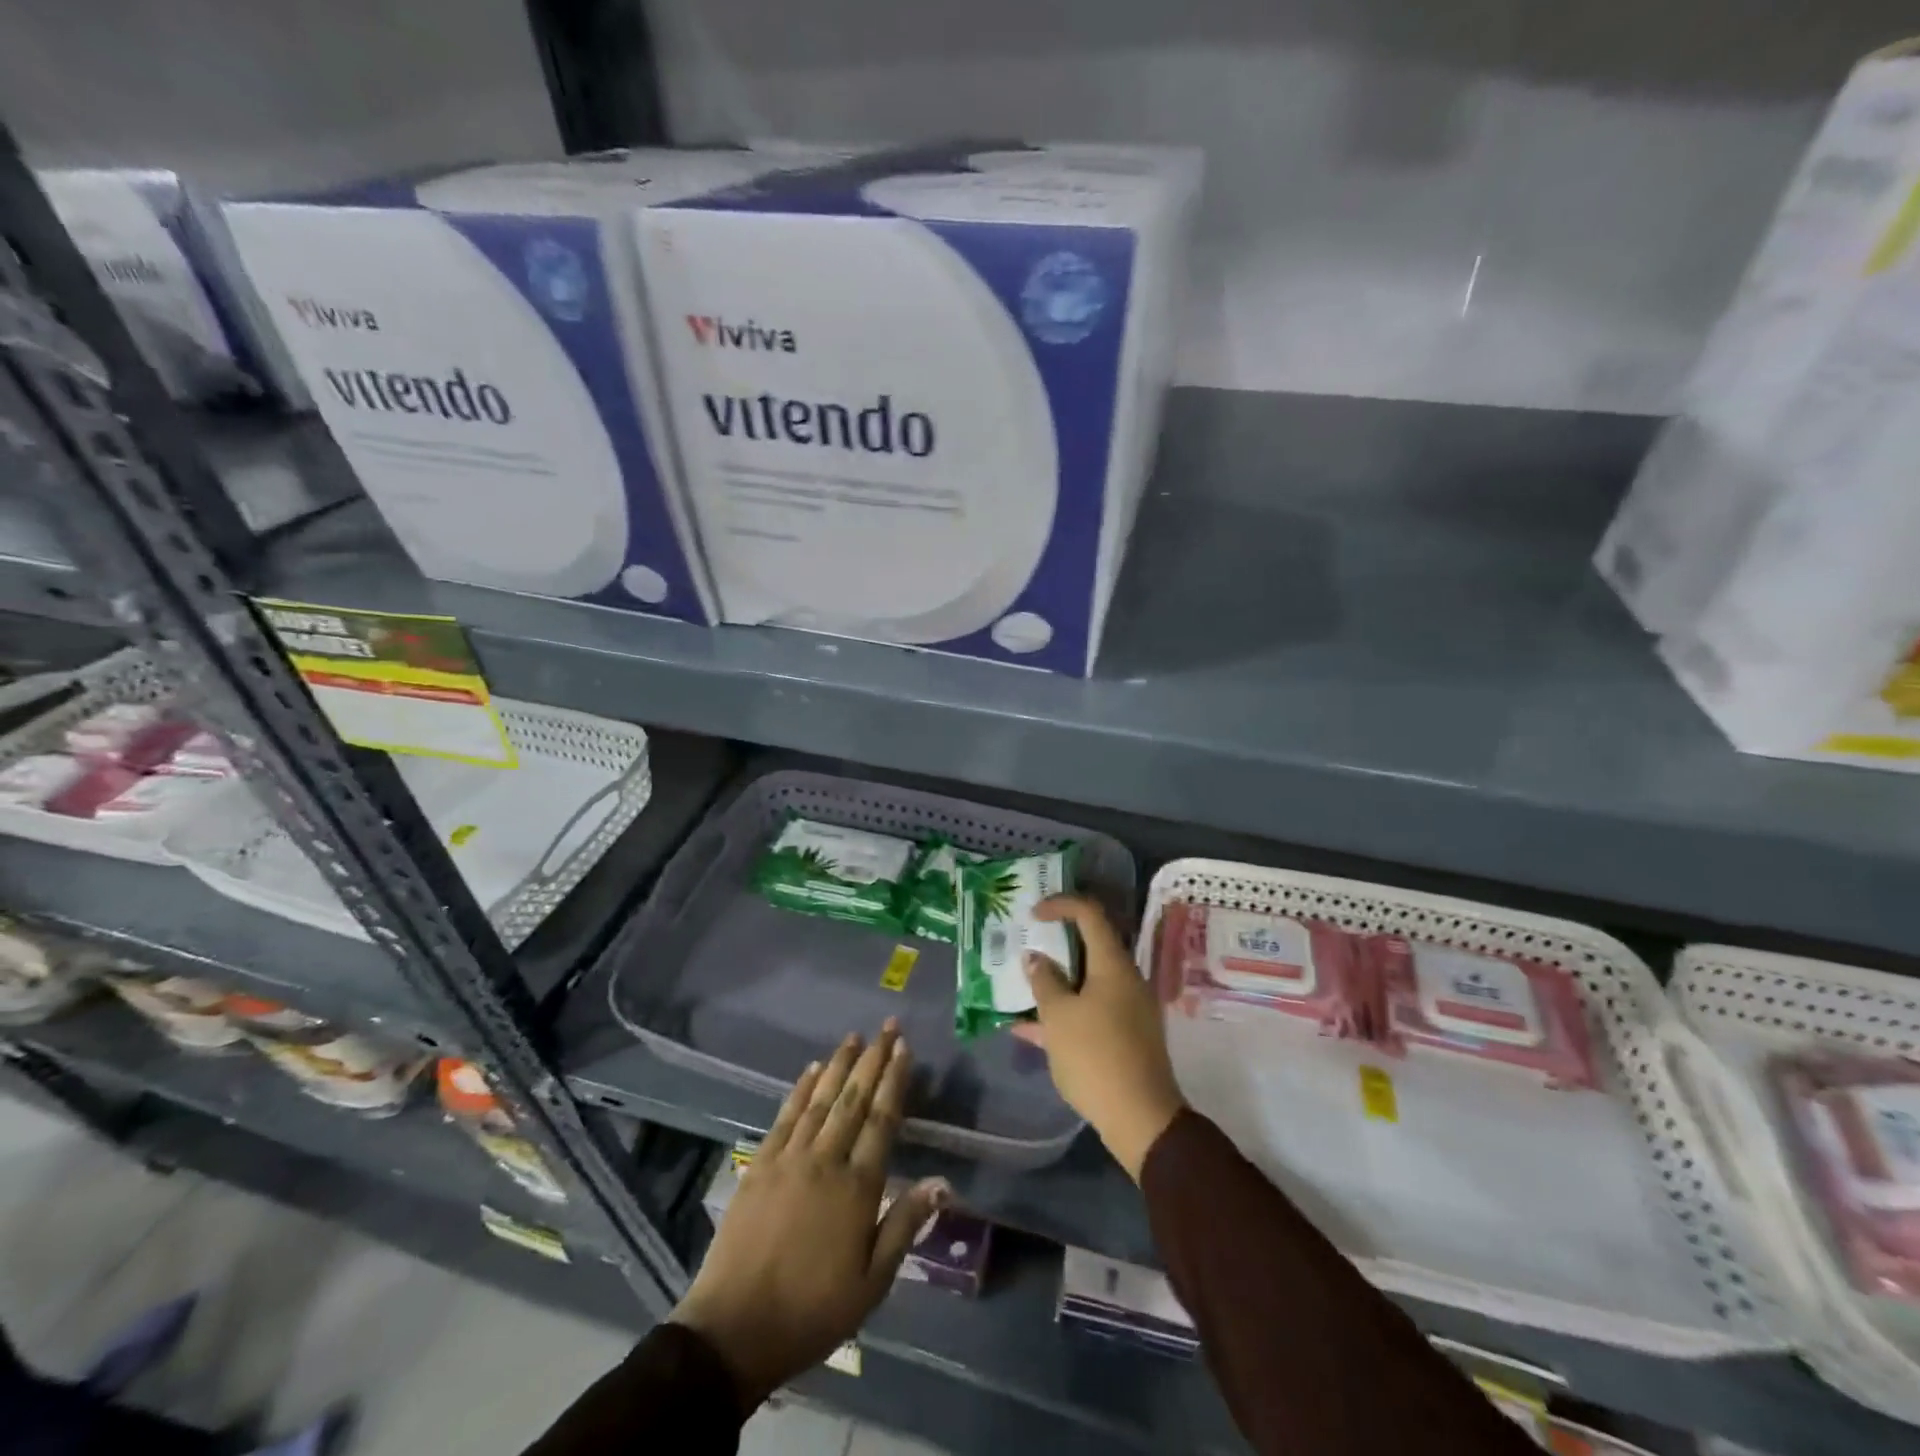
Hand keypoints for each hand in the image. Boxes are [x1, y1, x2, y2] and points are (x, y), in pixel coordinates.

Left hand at [670, 1021, 949, 1408]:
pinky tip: (811, 1069)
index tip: (904, 1048)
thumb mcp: (871, 1283)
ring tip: (855, 1036)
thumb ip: (904, 1225)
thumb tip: (943, 1182)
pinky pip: (785, 1116)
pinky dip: (800, 1089)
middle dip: (873, 1059)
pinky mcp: (760, 1164)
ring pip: (821, 1099)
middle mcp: (825, 1161)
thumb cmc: (812, 1312)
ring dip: (839, 1064)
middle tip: (888, 1026)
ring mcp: (789, 1158)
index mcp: (858, 1188)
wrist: (734, 1330)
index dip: (894, 1081)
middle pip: (854, 1099)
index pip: (882, 1120)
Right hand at [1018, 895, 1184, 1180]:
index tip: (1032, 914)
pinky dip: (1064, 1013)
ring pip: (1086, 982)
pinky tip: (1029, 1030)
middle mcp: (1125, 979)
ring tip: (1021, 988)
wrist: (1141, 1119)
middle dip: (1055, 945)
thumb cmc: (1096, 1056)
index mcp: (1113, 964)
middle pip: (1090, 947)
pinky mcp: (1126, 1036)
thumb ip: (1044, 981)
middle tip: (1026, 946)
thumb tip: (1036, 958)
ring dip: (1055, 982)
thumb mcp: (1058, 1016)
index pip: (1089, 914)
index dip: (1060, 905)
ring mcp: (1128, 1008)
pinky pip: (1090, 1011)